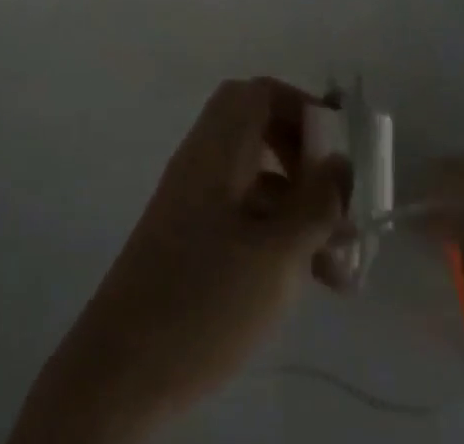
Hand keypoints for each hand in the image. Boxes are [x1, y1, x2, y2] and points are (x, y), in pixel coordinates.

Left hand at [10, 78, 350, 443]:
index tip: (339, 145)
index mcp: (217, 148)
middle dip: (306, 161)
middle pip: (260, 132)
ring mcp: (194, 201)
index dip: (302, 107)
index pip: (260, 94)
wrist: (122, 370)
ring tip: (341, 267)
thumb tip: (340, 162)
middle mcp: (203, 162)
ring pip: (257, 181)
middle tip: (338, 202)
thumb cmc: (205, 300)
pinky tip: (309, 280)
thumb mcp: (277, 255)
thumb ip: (315, 204)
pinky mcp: (192, 239)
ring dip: (300, 210)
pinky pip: (244, 215)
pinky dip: (278, 233)